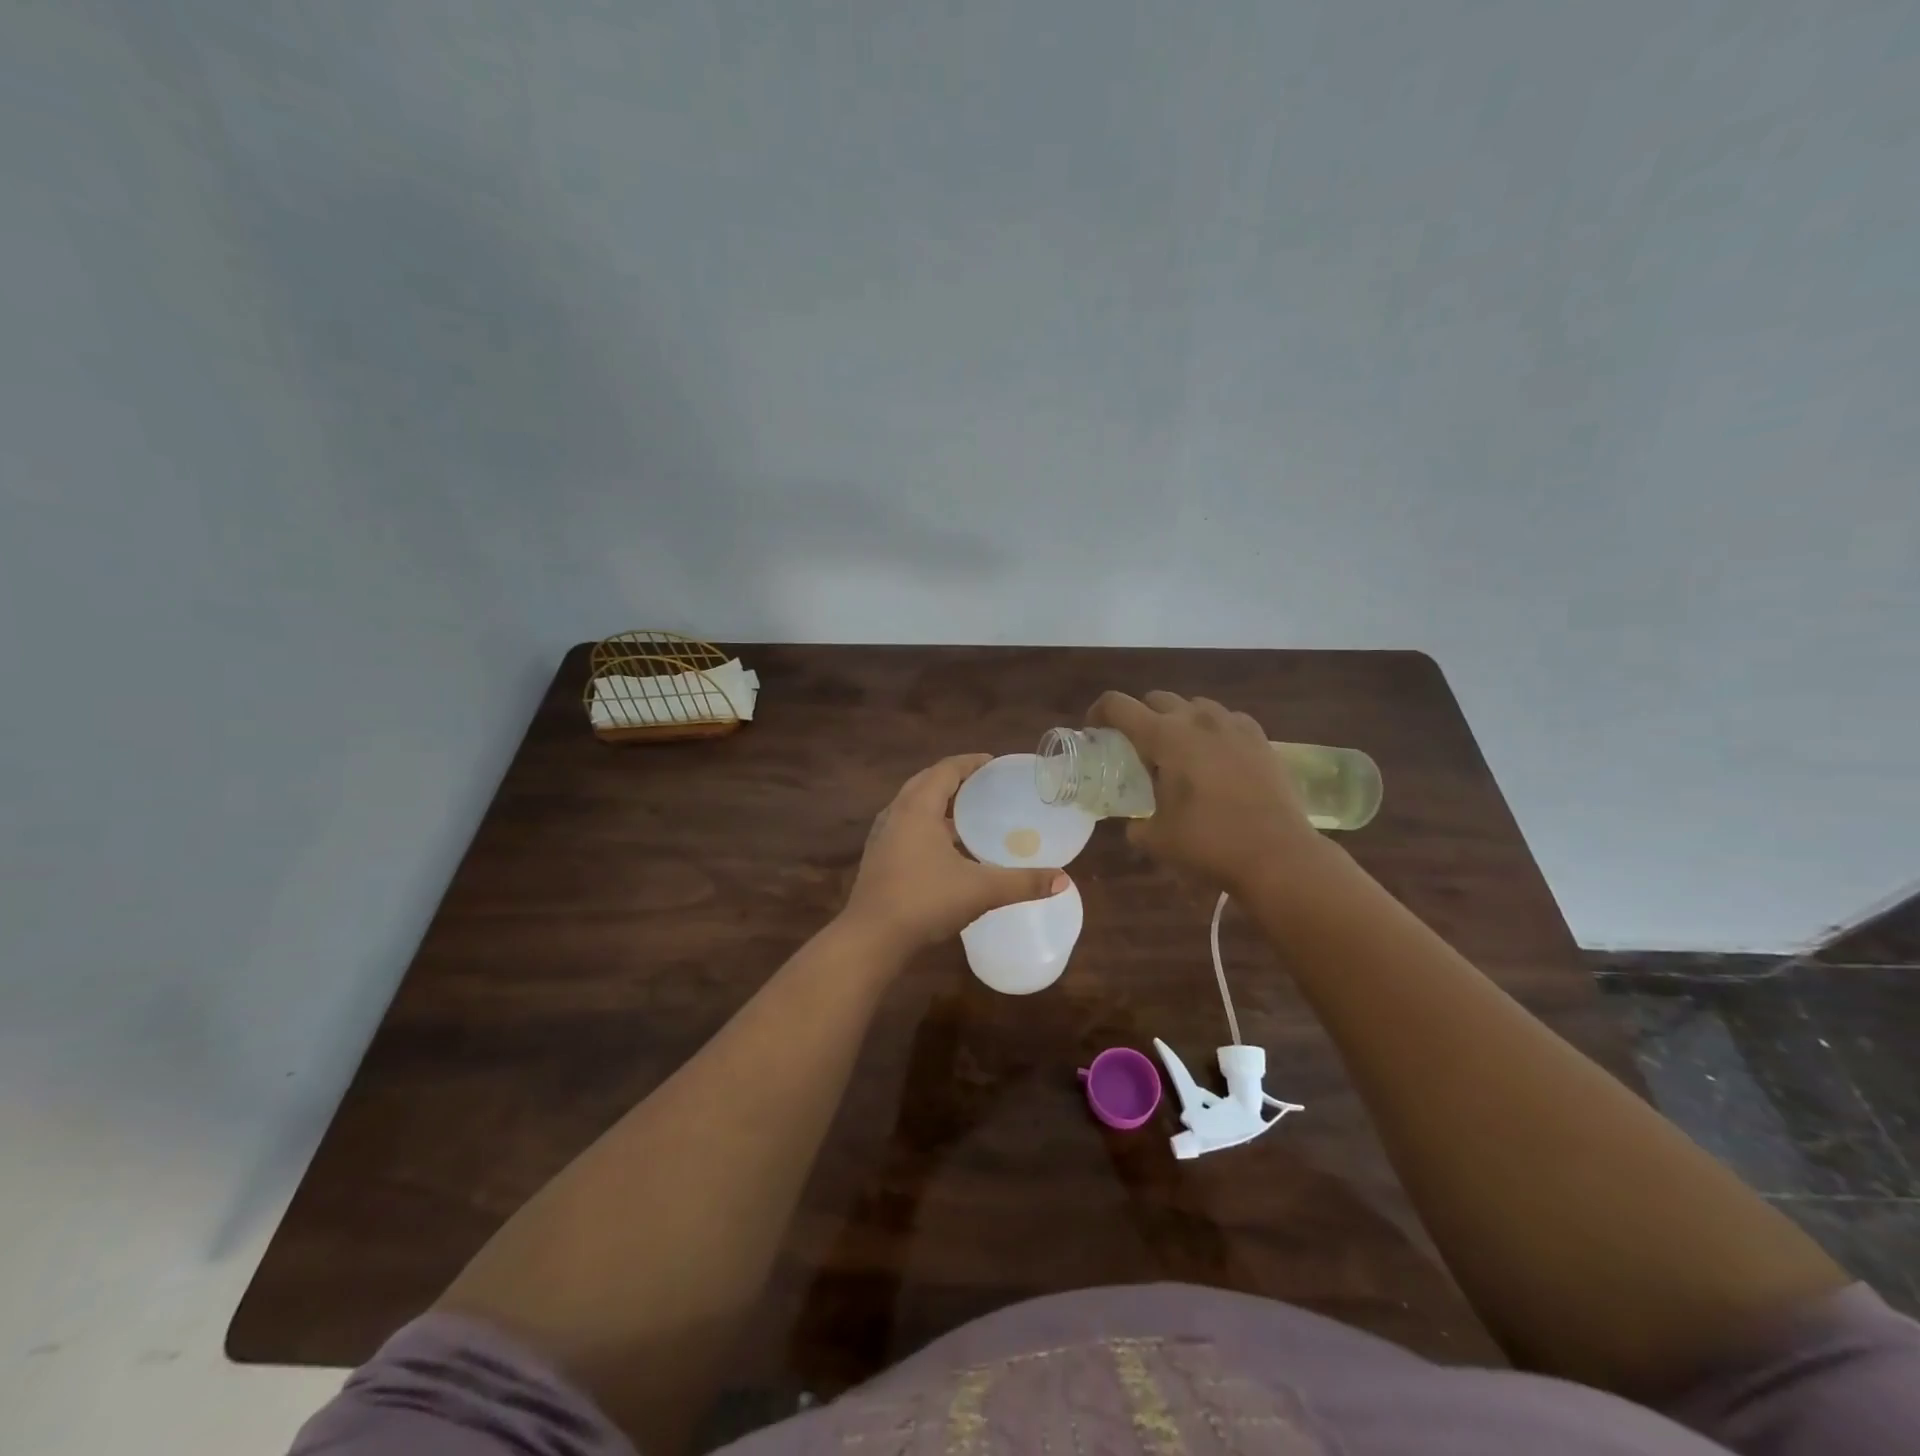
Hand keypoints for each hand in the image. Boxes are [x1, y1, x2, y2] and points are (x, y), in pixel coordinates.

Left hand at [842, 754, 1068, 954]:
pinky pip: (905, 827)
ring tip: (967, 815)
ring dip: (938, 803)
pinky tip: (944, 850)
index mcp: (918, 808)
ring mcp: (882, 837)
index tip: (994, 763)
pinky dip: (926, 826)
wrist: (870, 939)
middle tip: (983, 785)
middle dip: (954, 779)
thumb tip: (1063, 879)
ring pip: (912, 806)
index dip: (971, 762)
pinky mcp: (877, 858)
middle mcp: (896, 814)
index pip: (946, 770)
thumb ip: (1023, 883)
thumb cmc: (924, 901)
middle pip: (926, 782)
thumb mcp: (980, 890)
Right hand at [1088, 691, 1330, 893]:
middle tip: (1136, 747)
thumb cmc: (1210, 843)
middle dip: (1139, 716)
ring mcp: (1233, 725)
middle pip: (1156, 698)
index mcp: (1164, 737)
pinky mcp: (1260, 738)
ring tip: (1178, 751)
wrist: (1278, 854)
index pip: (1117, 706)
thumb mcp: (1157, 840)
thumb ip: (1136, 825)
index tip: (1094, 732)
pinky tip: (1215, 757)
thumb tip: (1134, 824)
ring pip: (1194, 705)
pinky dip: (1212, 730)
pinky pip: (1227, 720)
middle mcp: (1197, 720)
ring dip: (1177, 720)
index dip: (1098, 713)